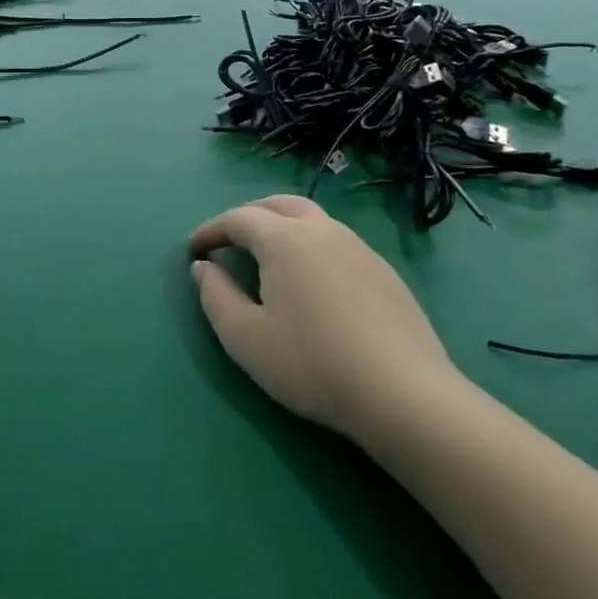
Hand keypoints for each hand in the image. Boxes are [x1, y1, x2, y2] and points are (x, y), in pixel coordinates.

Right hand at [188, 196, 457, 442]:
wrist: (403, 394)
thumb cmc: (312, 364)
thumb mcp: (246, 338)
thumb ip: (215, 297)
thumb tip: (203, 267)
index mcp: (285, 239)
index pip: (238, 218)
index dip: (211, 230)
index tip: (194, 250)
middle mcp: (323, 230)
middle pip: (278, 204)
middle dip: (247, 216)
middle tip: (229, 241)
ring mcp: (359, 247)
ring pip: (312, 219)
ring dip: (282, 227)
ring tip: (267, 258)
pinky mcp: (384, 271)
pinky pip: (336, 242)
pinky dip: (311, 246)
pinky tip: (311, 283)